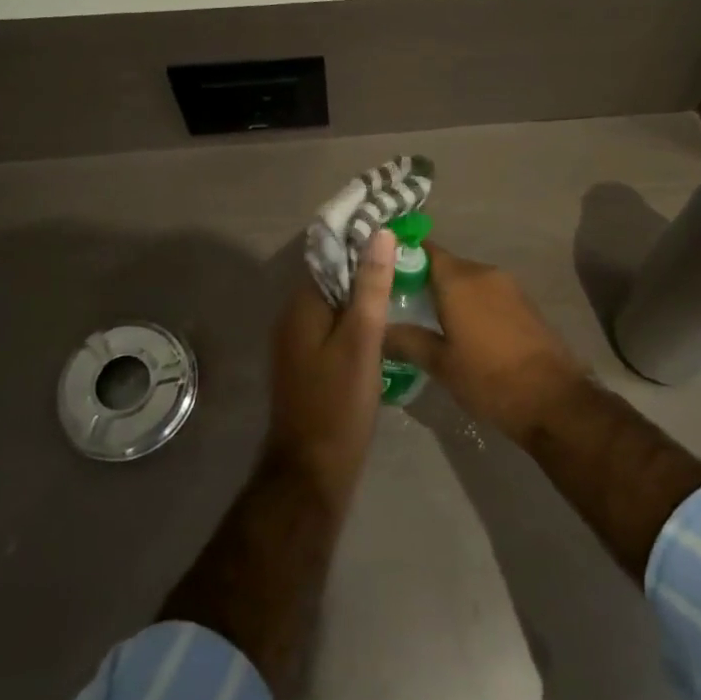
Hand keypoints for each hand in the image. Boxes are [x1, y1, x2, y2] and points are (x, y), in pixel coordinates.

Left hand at [267, 228, 394, 487]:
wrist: (312, 471)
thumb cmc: (339, 403)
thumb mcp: (361, 340)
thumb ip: (370, 287)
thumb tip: (380, 233)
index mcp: (301, 306)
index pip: (328, 255)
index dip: (359, 238)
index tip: (394, 229)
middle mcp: (293, 318)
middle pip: (331, 278)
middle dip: (364, 263)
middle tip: (407, 255)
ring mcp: (299, 344)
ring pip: (334, 304)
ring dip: (363, 291)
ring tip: (404, 282)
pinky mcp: (309, 364)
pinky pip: (334, 327)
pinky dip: (357, 318)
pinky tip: (385, 323)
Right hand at [384, 245, 585, 441]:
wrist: (554, 400)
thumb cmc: (489, 379)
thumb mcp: (440, 364)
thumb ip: (407, 340)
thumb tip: (377, 329)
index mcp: (459, 280)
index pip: (425, 249)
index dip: (402, 254)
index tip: (383, 269)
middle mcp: (484, 273)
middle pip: (446, 265)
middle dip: (422, 278)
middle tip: (398, 301)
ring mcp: (509, 286)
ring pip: (468, 280)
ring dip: (448, 292)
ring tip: (426, 318)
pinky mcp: (524, 303)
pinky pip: (487, 292)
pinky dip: (470, 302)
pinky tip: (460, 328)